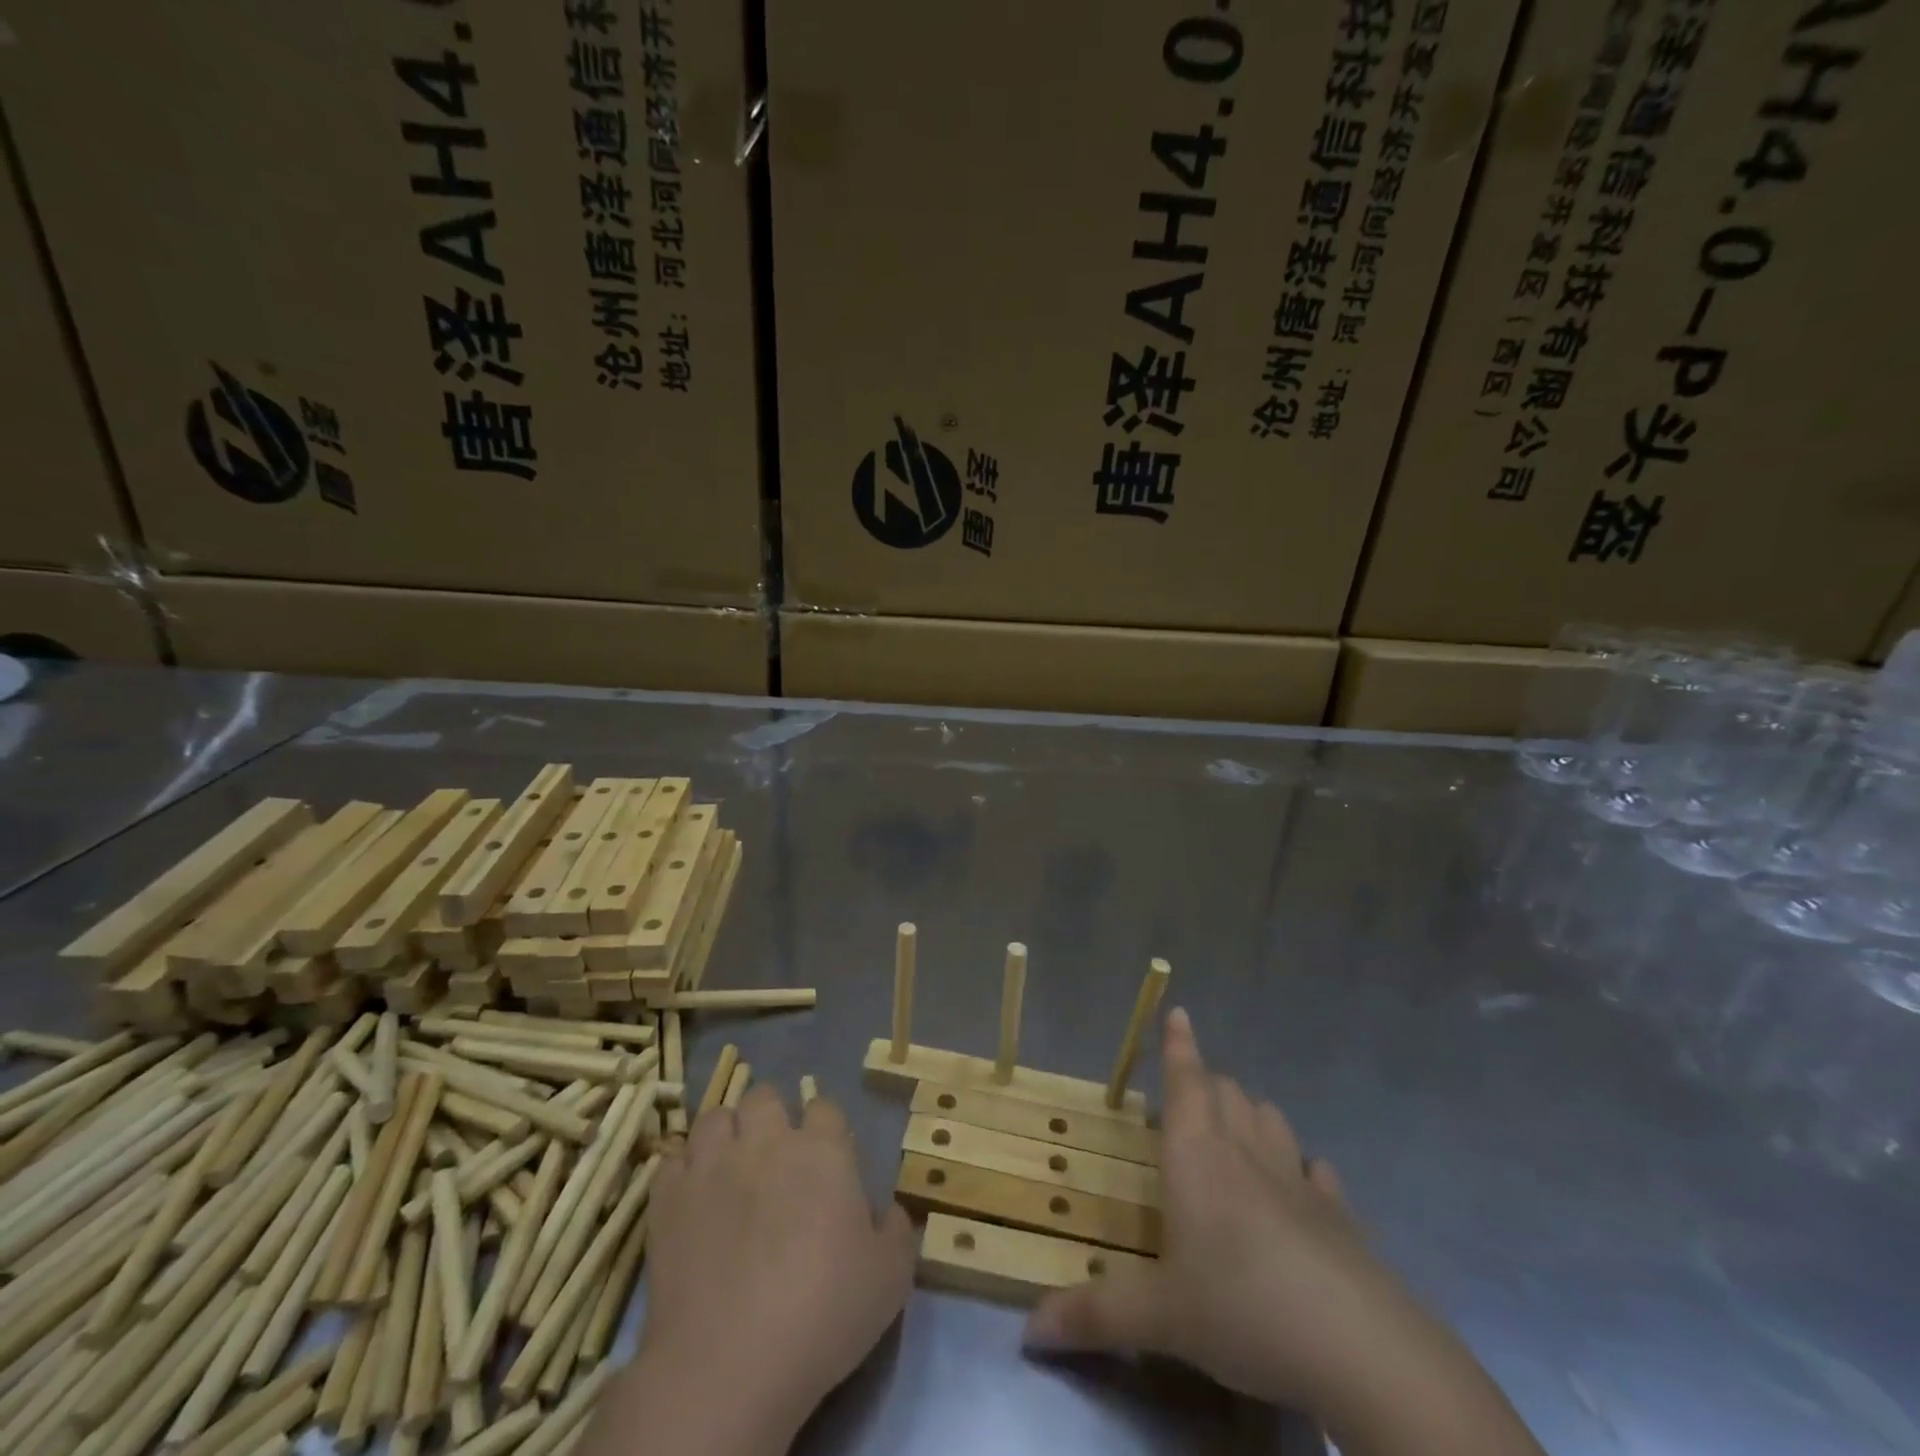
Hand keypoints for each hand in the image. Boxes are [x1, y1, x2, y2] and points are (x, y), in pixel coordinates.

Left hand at [600, 1085, 914, 1455]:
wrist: (729, 1364)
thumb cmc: (821, 1314)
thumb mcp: (889, 1279)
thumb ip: (896, 1232)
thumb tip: (890, 1212)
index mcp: (822, 1150)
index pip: (825, 1108)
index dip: (825, 1130)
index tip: (826, 1161)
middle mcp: (767, 1141)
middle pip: (765, 1097)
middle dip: (771, 1117)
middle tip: (774, 1158)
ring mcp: (713, 1164)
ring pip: (716, 1117)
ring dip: (725, 1135)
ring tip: (729, 1168)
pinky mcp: (668, 1197)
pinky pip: (673, 1159)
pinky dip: (684, 1169)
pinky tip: (692, 1196)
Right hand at [1023, 1007, 1403, 1409]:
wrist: (1358, 1347)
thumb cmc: (1240, 1305)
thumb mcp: (1159, 1316)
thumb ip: (1094, 1315)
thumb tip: (1028, 1330)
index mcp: (1197, 1154)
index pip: (1185, 1079)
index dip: (1179, 1044)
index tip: (1178, 1011)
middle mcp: (1245, 1151)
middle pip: (1227, 1091)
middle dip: (1207, 1082)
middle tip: (1190, 1094)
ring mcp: (1297, 1180)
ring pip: (1271, 1120)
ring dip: (1252, 1114)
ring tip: (1237, 1130)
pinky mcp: (1340, 1216)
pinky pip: (1318, 1174)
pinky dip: (1304, 1170)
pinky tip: (1303, 1187)